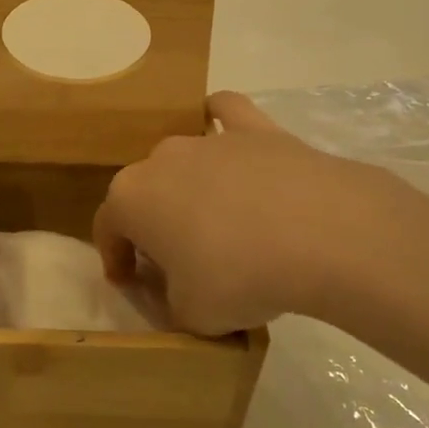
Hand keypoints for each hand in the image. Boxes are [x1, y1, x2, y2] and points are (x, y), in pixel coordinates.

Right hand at [92, 91, 428, 333]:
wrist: (320, 233)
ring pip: (183, 158)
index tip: (128, 282)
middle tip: (179, 260)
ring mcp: (208, 138)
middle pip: (146, 191)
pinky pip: (226, 112)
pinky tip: (232, 139)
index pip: (108, 228)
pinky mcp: (255, 128)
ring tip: (215, 219)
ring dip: (187, 185)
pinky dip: (222, 120)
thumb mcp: (192, 315)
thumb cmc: (238, 276)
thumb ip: (171, 303)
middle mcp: (160, 158)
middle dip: (153, 223)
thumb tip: (177, 293)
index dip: (115, 257)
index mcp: (131, 198)